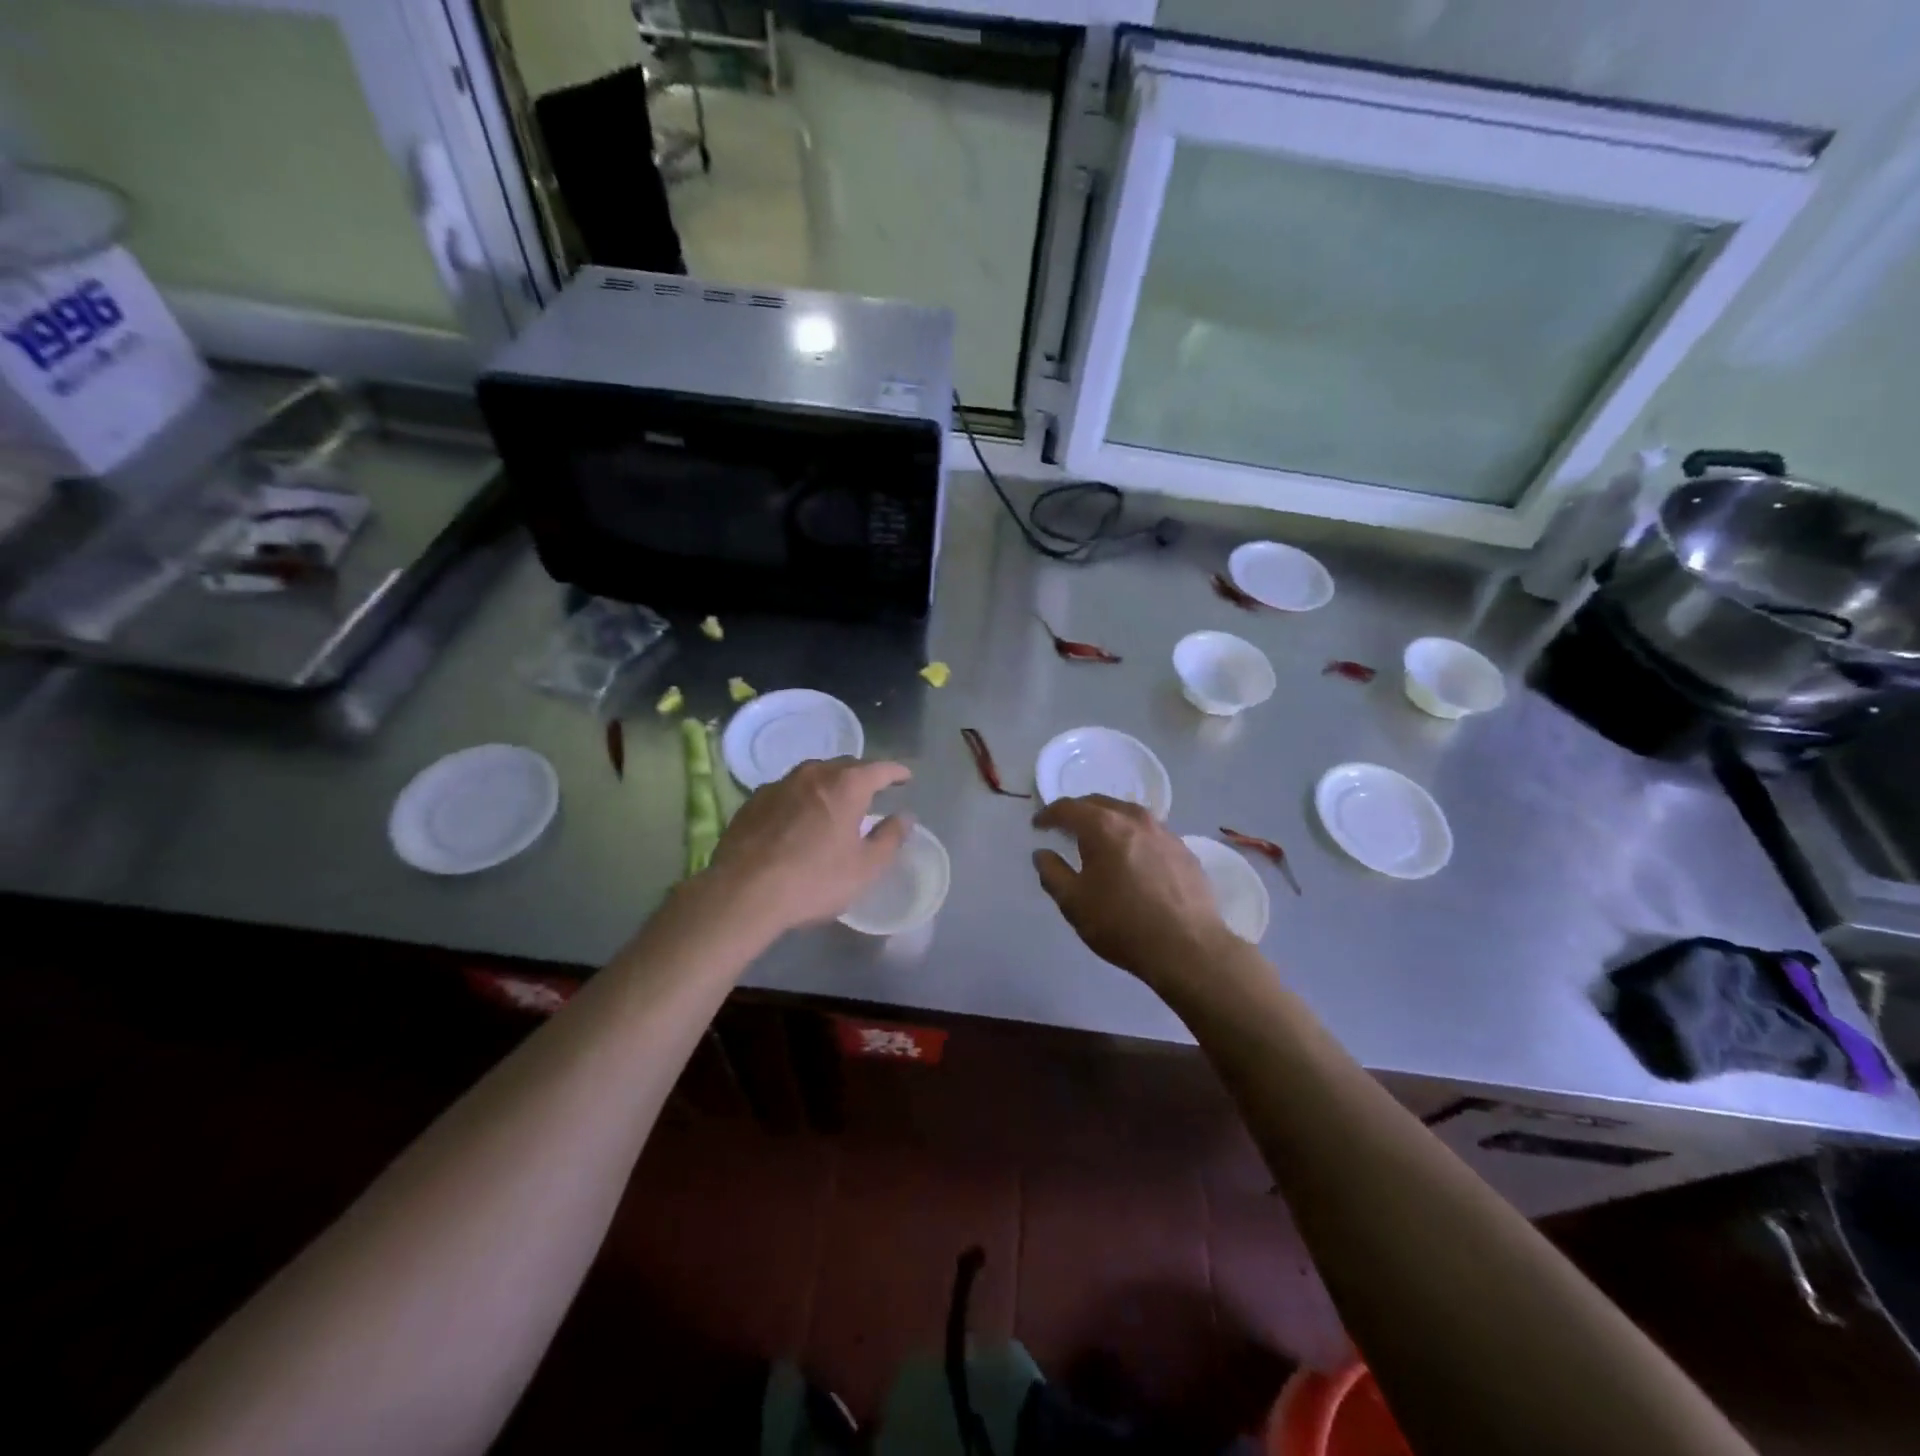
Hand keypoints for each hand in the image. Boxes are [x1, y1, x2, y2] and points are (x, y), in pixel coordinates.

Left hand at [704, 758, 912, 935]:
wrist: (742, 893)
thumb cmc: (814, 880)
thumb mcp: (865, 868)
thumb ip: (890, 838)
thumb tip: (904, 817)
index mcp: (846, 785)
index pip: (880, 769)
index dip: (896, 772)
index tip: (905, 778)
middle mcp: (813, 774)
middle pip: (845, 766)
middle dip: (862, 775)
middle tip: (872, 791)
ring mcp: (779, 784)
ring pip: (813, 775)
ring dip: (829, 784)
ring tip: (835, 802)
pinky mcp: (753, 801)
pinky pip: (787, 791)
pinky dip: (801, 798)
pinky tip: (798, 818)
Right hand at [1032, 795, 1231, 984]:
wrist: (1188, 947)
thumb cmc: (1122, 923)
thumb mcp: (1074, 903)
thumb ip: (1052, 873)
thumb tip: (1042, 854)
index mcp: (1103, 826)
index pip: (1068, 808)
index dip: (1048, 815)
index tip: (1038, 826)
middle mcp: (1135, 819)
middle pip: (1099, 803)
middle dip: (1078, 812)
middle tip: (1064, 828)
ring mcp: (1164, 832)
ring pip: (1128, 814)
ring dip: (1108, 820)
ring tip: (1099, 839)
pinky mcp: (1184, 850)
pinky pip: (1150, 832)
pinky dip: (1133, 836)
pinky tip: (1132, 858)